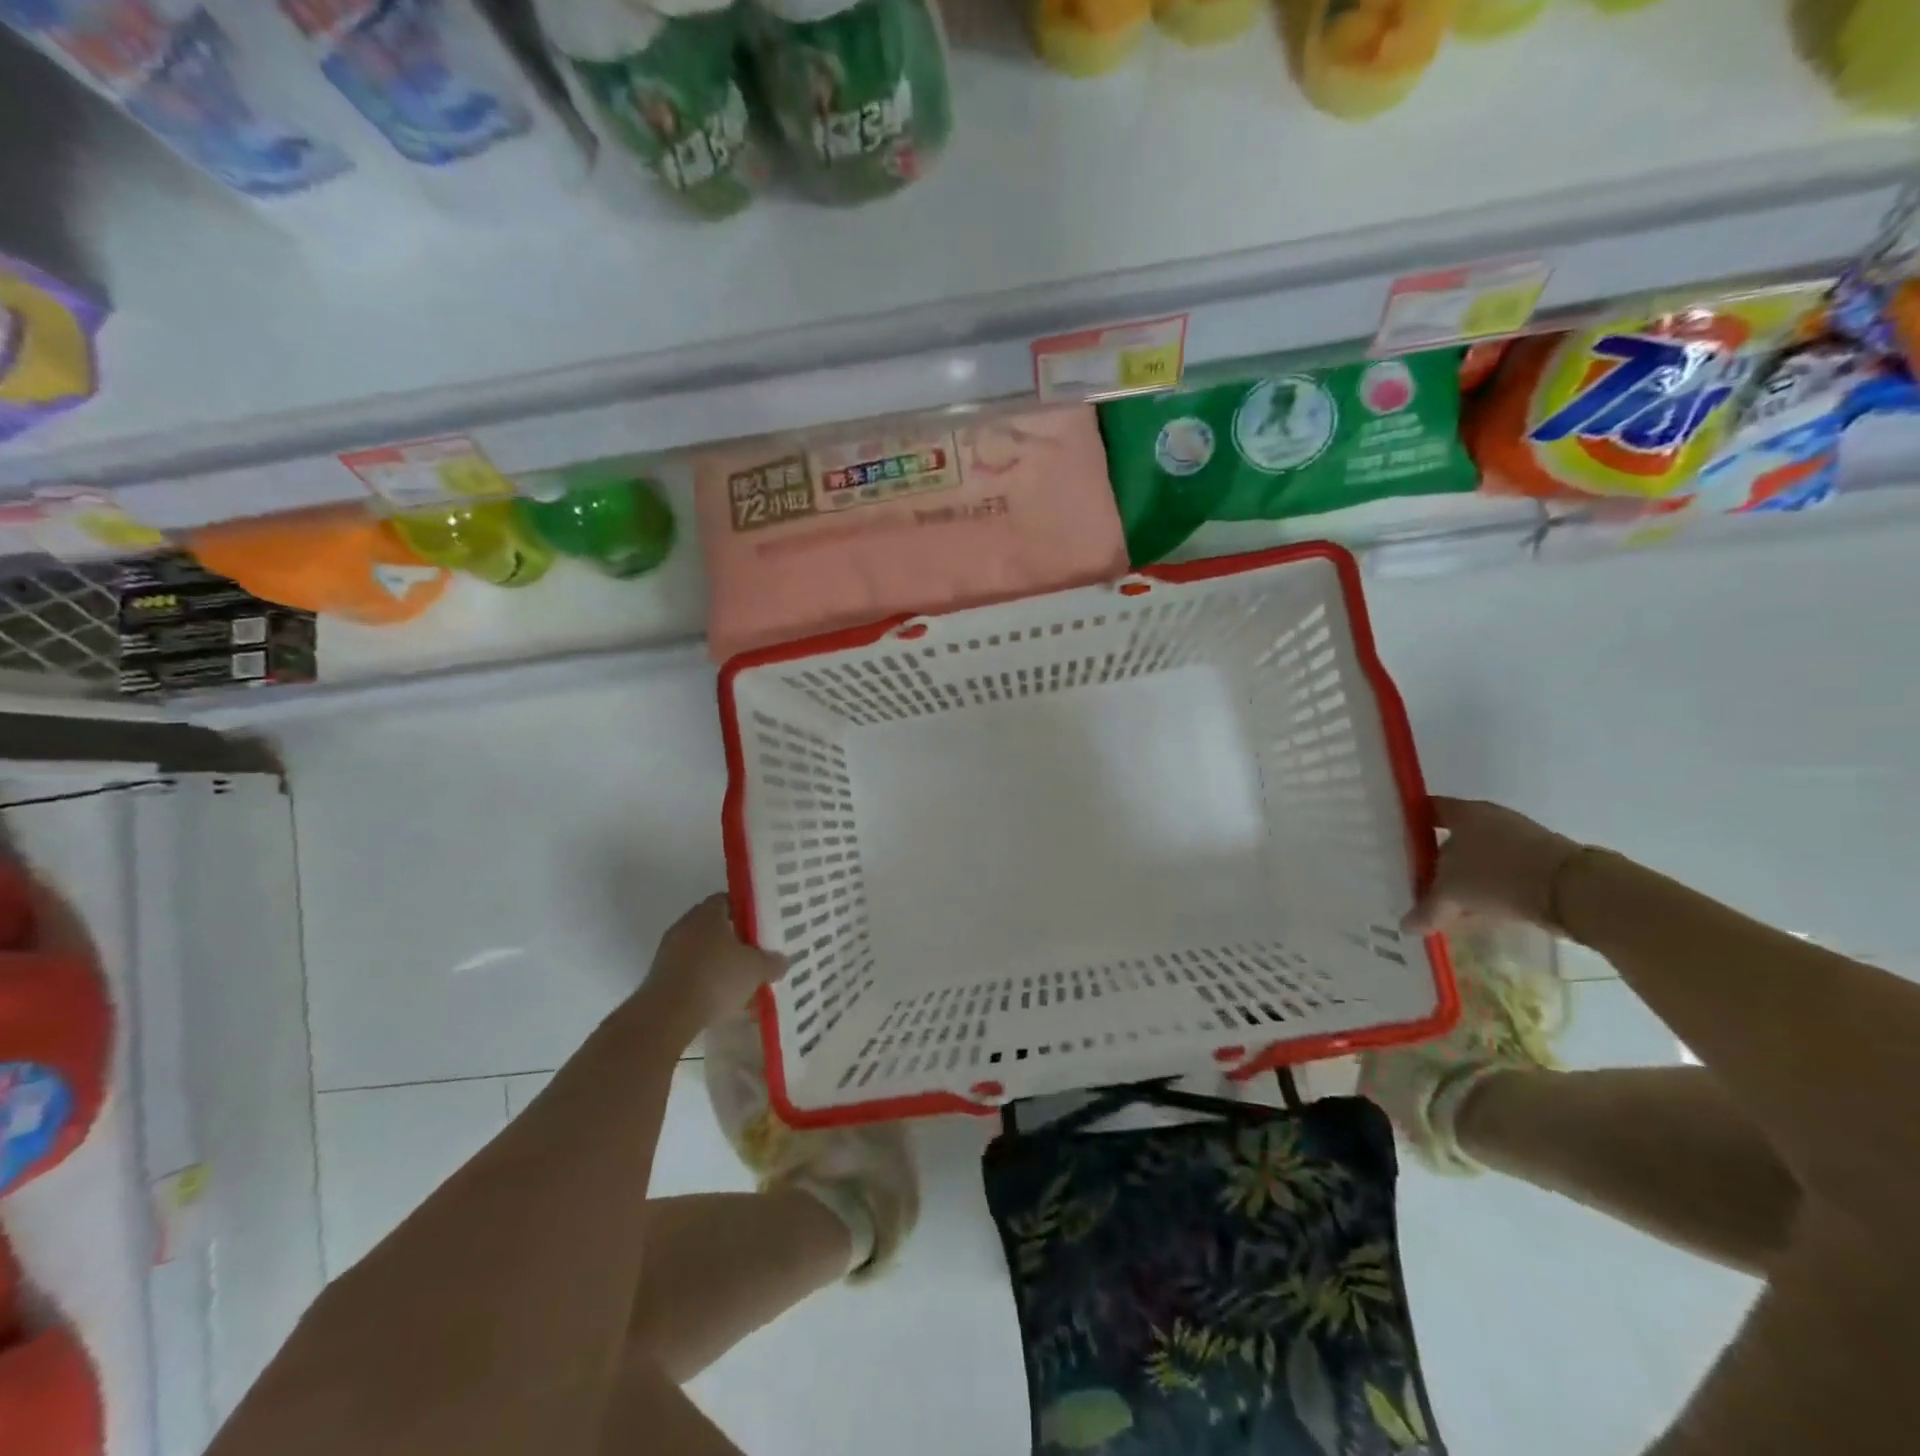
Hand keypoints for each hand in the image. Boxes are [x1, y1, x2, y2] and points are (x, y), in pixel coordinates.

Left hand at [646, 894, 785, 1030]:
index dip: (746, 911)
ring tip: (740, 981)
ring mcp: (668, 951)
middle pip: (714, 926)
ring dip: (718, 963)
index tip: (761, 926)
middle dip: (734, 940)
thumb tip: (782, 960)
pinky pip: (689, 972)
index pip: (728, 900)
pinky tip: (719, 999)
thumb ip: (771, 962)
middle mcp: (685, 925)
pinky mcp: (659, 977)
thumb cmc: (716, 978)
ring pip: (701, 951)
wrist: (666, 1015)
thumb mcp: (755, 969)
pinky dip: (704, 981)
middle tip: (755, 953)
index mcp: (708, 913)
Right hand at [1405, 797, 1582, 934]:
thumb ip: (1427, 908)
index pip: (1428, 809)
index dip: (1411, 823)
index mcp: (1464, 813)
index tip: (1398, 841)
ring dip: (1465, 876)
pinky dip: (1489, 886)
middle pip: (1453, 835)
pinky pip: (1503, 870)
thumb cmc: (1498, 875)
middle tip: (1420, 878)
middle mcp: (1490, 817)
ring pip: (1480, 855)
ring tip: (1449, 899)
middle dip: (1437, 856)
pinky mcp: (1541, 860)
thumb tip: (1406, 927)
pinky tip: (1479, 907)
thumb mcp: (1452, 894)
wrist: (1573, 890)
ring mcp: (1519, 837)